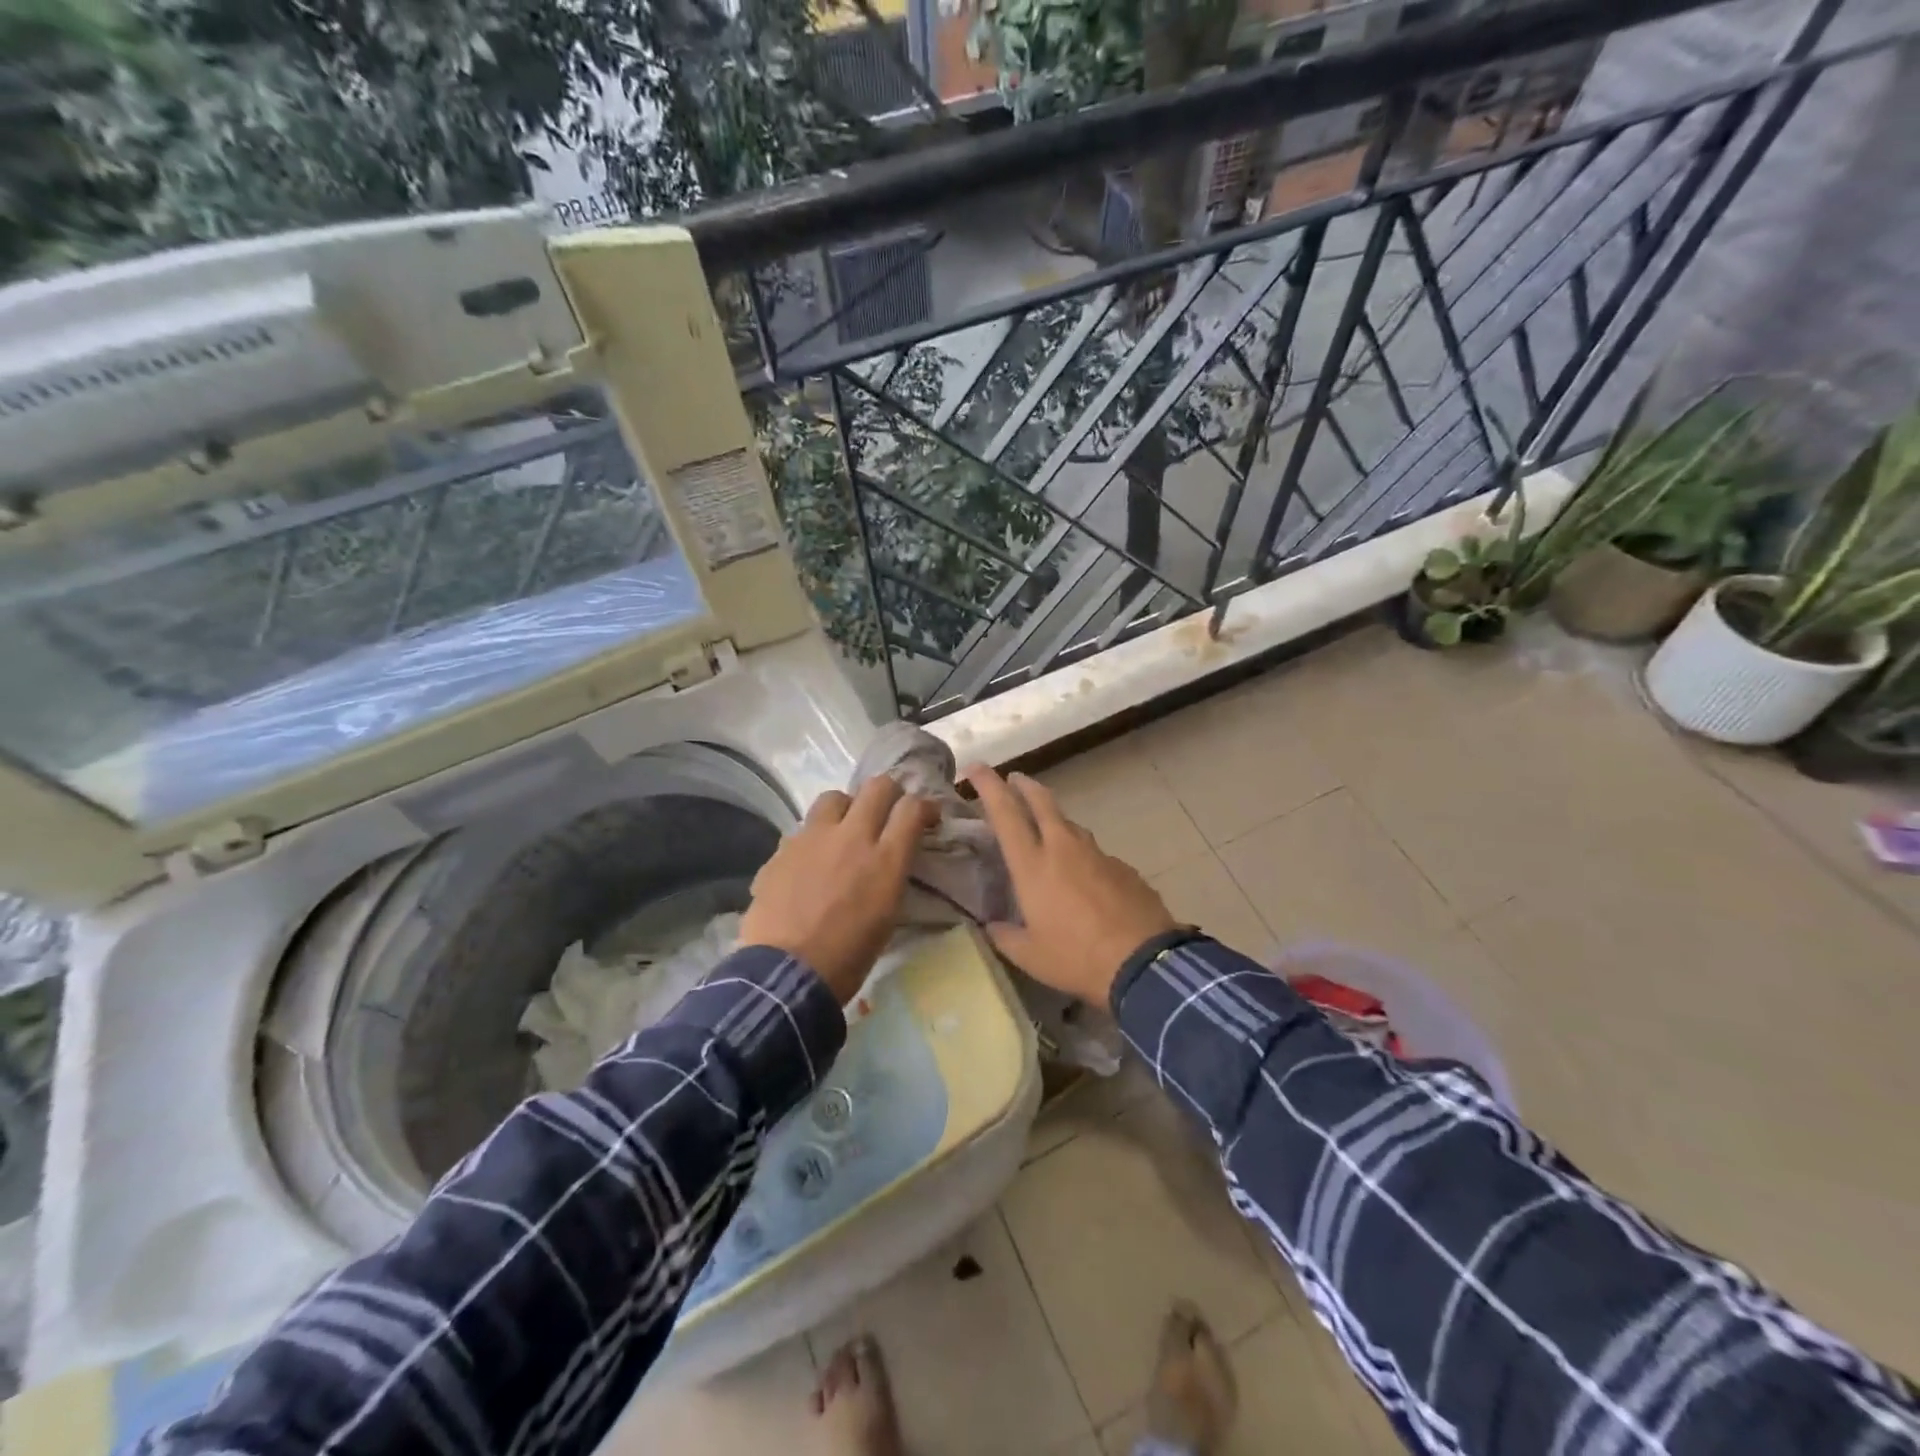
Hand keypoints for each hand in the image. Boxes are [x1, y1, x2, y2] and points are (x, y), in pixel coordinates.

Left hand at [740, 778, 937, 1002]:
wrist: (785, 975)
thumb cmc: (848, 957)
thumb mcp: (887, 915)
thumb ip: (891, 875)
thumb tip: (891, 859)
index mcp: (884, 859)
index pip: (913, 808)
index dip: (925, 807)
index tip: (926, 819)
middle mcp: (851, 837)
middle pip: (878, 787)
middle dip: (890, 794)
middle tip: (889, 813)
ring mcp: (812, 838)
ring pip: (835, 797)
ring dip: (847, 808)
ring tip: (844, 831)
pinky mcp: (782, 849)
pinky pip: (804, 829)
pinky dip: (815, 839)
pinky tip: (810, 863)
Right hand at [965, 764, 1177, 1006]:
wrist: (1144, 963)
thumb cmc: (1077, 958)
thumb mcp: (1029, 956)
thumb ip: (1005, 936)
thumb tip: (992, 926)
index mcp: (1033, 865)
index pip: (1005, 813)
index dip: (988, 785)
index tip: (976, 767)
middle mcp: (1063, 848)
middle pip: (1041, 802)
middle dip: (1024, 785)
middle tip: (1014, 779)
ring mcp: (1097, 854)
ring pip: (1070, 824)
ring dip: (1054, 818)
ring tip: (1046, 829)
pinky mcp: (1123, 867)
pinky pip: (1094, 853)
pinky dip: (1081, 855)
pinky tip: (1084, 877)